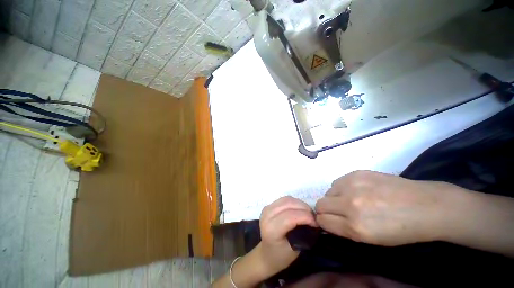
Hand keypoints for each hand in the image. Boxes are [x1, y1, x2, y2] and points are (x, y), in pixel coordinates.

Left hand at [258, 196, 316, 273]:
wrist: (267, 253)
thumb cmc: (281, 255)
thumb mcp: (295, 249)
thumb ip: (303, 233)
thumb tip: (313, 221)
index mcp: (271, 229)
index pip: (290, 217)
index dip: (305, 216)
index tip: (316, 222)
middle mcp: (267, 216)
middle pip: (288, 204)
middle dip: (304, 208)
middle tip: (314, 216)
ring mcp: (266, 209)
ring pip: (286, 199)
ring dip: (299, 204)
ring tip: (308, 212)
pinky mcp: (268, 205)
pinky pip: (284, 199)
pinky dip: (294, 202)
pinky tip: (299, 209)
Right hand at [315, 170, 462, 245]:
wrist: (425, 206)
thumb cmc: (400, 229)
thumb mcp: (370, 239)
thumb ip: (343, 229)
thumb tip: (325, 221)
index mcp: (356, 226)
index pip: (322, 221)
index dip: (323, 223)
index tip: (328, 222)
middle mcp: (350, 203)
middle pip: (320, 204)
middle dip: (325, 210)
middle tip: (338, 212)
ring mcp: (352, 185)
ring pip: (327, 192)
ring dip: (333, 198)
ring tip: (350, 201)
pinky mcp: (356, 173)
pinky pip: (337, 182)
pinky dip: (341, 188)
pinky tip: (356, 191)